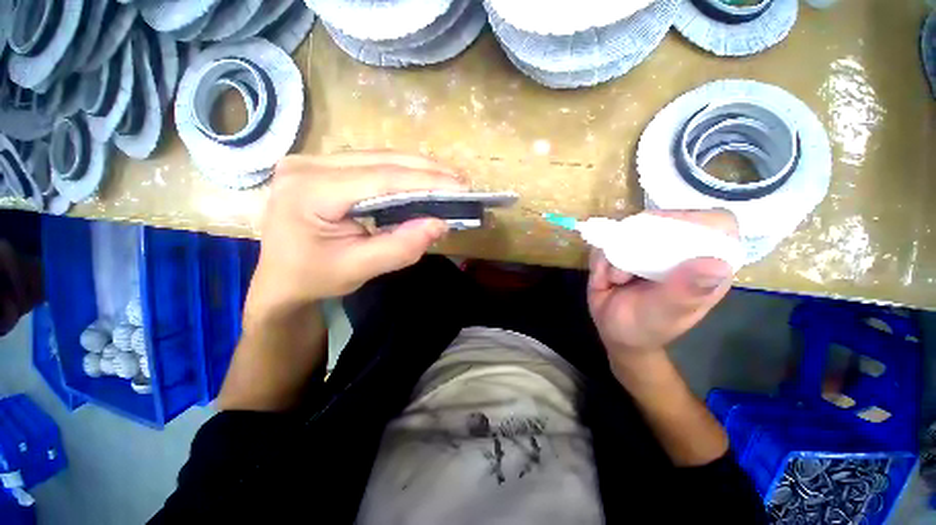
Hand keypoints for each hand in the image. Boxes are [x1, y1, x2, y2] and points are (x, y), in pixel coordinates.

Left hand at [246, 152, 466, 317]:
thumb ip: (399, 247)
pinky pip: (371, 163)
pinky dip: (401, 172)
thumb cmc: (315, 277)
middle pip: (380, 160)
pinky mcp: (322, 166)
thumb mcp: (358, 269)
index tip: (459, 187)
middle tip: (460, 182)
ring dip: (417, 168)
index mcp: (309, 191)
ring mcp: (312, 161)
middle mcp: (308, 165)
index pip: (379, 178)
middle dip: (426, 170)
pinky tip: (421, 179)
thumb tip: (439, 224)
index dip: (424, 181)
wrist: (281, 278)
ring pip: (378, 157)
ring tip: (447, 179)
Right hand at [587, 210, 738, 363]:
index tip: (663, 236)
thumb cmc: (646, 328)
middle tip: (625, 268)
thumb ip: (686, 291)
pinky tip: (604, 281)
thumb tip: (717, 264)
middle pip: (667, 219)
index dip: (694, 222)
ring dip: (614, 255)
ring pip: (628, 230)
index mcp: (704, 265)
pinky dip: (600, 261)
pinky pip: (606, 242)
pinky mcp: (621, 250)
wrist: (615, 333)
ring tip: (615, 281)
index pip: (715, 225)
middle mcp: (678, 251)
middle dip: (638, 240)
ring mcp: (648, 249)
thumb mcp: (666, 314)